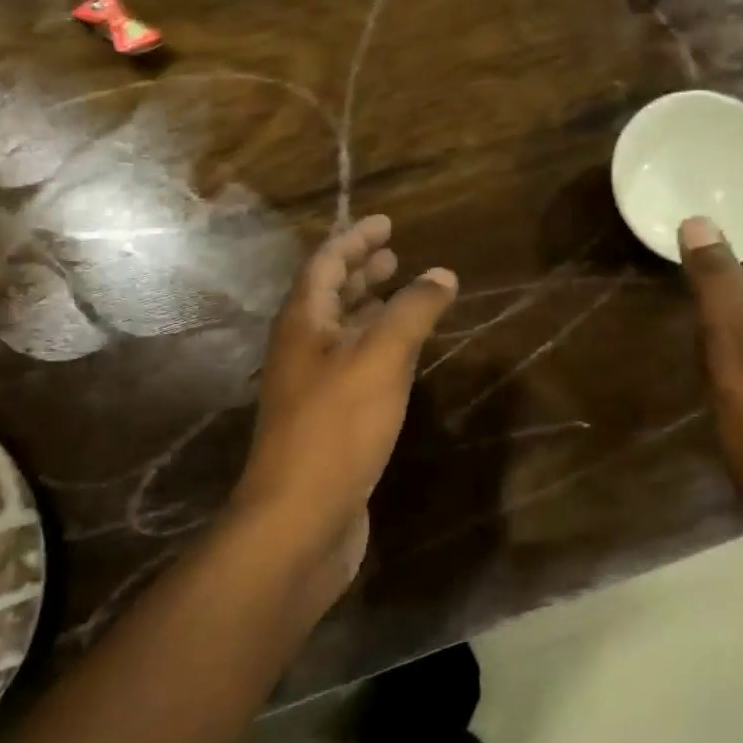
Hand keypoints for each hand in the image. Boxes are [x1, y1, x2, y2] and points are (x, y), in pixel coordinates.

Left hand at [233, 215, 456, 587]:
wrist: (300, 519)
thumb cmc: (337, 428)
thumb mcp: (380, 359)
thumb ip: (412, 312)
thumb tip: (442, 274)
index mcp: (303, 323)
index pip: (326, 263)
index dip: (355, 238)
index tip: (386, 222)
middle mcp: (301, 349)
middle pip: (329, 296)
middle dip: (360, 271)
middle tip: (394, 254)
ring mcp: (311, 388)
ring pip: (341, 333)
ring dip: (369, 309)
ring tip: (401, 296)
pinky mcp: (327, 422)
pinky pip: (353, 368)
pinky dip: (376, 349)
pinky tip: (401, 358)